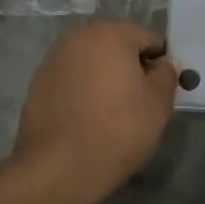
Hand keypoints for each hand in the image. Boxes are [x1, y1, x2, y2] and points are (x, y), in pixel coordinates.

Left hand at [13, 21, 179, 203]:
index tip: (160, 91)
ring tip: (111, 112)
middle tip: (138, 102)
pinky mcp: (37, 82)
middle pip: (116, 45)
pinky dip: (82, 89)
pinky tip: (86, 117)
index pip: (147, 39)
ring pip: (92, 61)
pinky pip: (72, 78)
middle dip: (130, 67)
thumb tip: (166, 64)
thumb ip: (167, 75)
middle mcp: (79, 36)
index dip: (159, 64)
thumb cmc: (117, 130)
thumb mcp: (158, 104)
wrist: (58, 169)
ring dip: (104, 77)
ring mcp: (54, 58)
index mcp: (110, 34)